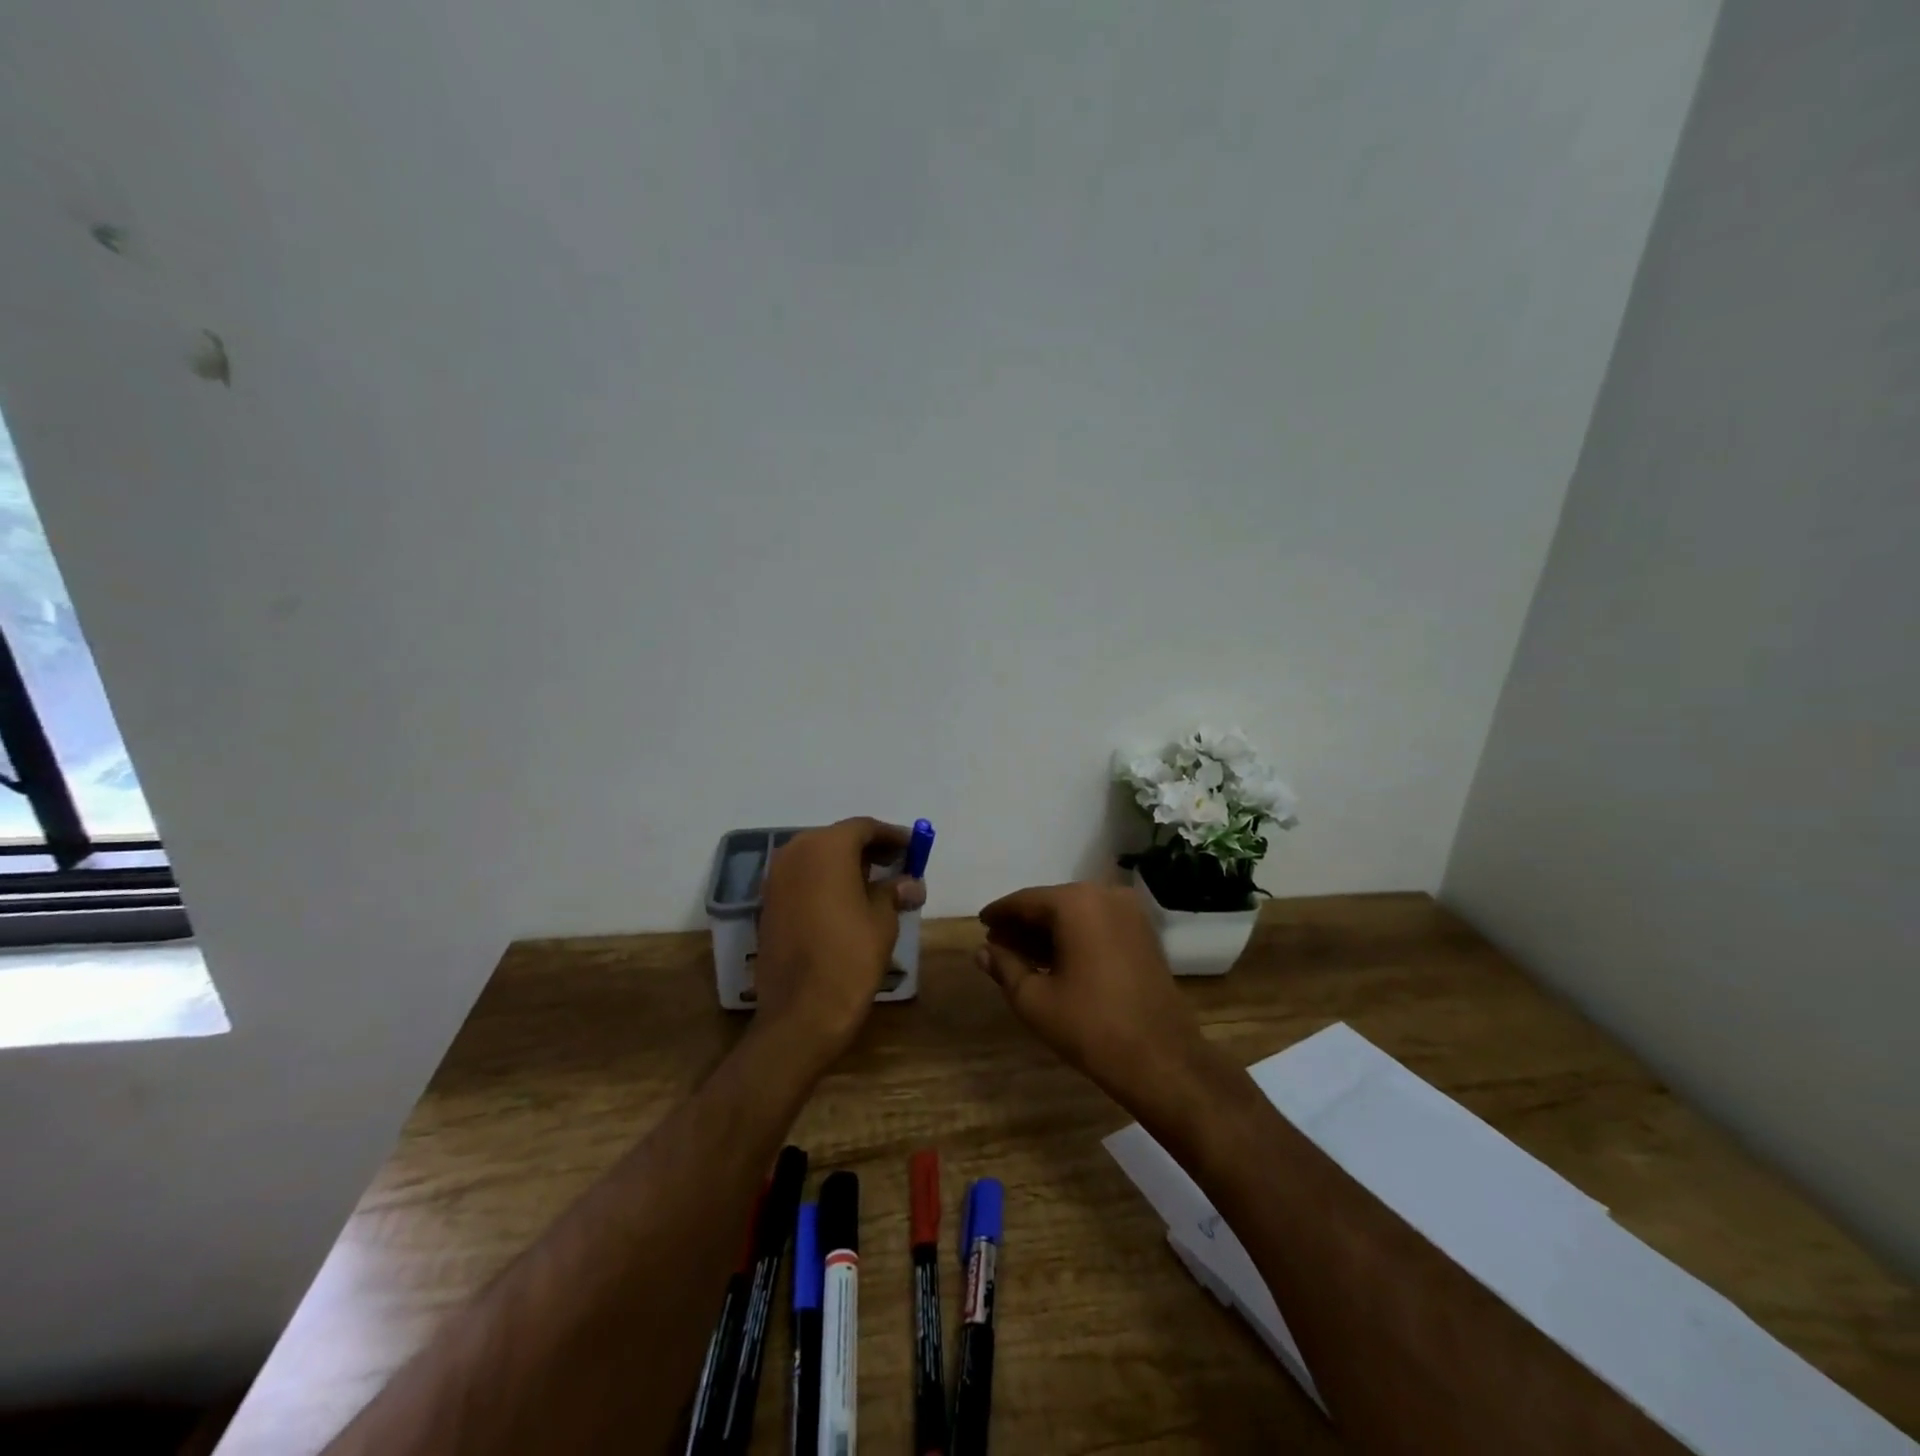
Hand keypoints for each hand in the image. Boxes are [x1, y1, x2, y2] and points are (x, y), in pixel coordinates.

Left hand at [755, 817, 926, 1062]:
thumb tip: (911, 882)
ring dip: (846, 866)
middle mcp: (795, 852)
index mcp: (826, 848)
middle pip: (838, 839)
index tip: (914, 847)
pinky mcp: (767, 903)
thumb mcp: (882, 921)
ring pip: (817, 858)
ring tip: (876, 885)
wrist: (800, 1014)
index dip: (892, 836)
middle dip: (868, 849)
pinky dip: (825, 882)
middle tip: (898, 865)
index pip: (864, 828)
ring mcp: (775, 878)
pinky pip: (802, 879)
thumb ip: (895, 892)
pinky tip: (847, 902)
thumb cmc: (849, 958)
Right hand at [976, 882, 1216, 1120]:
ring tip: (1021, 956)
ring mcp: (1130, 912)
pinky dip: (1075, 936)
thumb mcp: (1034, 999)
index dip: (999, 914)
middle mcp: (1105, 894)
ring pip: (1076, 914)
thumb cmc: (1090, 1027)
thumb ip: (1004, 967)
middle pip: (1052, 904)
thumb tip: (983, 950)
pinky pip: (1098, 924)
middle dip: (1024, 924)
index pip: (1025, 901)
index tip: (981, 924)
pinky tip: (1056, 960)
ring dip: (1048, 931)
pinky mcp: (1144, 932)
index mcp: (1075, 903)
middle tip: (997, 944)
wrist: (1162, 1059)